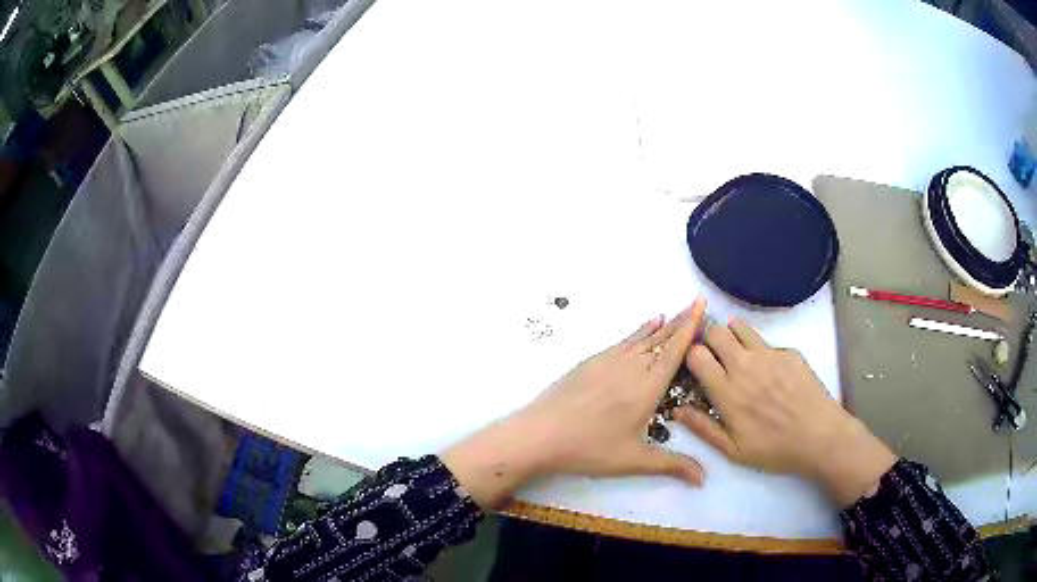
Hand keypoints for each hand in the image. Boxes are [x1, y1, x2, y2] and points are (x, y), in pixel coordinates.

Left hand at [443, 299, 706, 507]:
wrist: (540, 433)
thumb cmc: (590, 448)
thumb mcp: (634, 460)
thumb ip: (672, 465)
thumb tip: (704, 479)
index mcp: (647, 386)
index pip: (675, 350)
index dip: (690, 326)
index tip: (701, 304)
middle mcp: (631, 366)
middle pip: (661, 339)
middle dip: (681, 321)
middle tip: (695, 302)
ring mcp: (608, 361)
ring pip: (642, 338)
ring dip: (661, 325)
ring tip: (674, 312)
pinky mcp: (591, 362)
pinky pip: (623, 341)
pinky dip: (638, 331)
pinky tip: (645, 326)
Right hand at [677, 318, 896, 506]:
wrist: (820, 437)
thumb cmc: (775, 450)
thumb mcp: (733, 451)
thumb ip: (703, 428)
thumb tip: (678, 410)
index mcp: (727, 392)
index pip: (696, 354)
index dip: (691, 356)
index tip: (694, 365)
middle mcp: (745, 366)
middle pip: (715, 332)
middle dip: (708, 339)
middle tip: (713, 355)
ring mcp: (769, 355)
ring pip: (739, 327)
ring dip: (731, 335)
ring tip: (736, 353)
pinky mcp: (789, 352)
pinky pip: (765, 341)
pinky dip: (758, 348)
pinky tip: (768, 369)